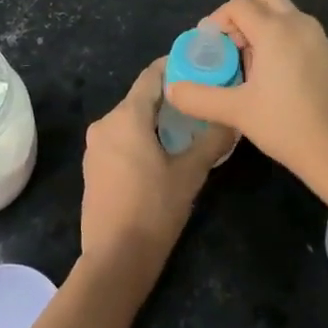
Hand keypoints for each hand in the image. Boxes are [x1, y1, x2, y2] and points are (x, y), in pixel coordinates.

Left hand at [79, 59, 232, 282]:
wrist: (115, 260)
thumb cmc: (154, 210)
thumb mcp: (190, 174)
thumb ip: (212, 141)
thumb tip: (234, 119)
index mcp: (126, 117)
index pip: (152, 76)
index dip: (175, 67)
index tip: (201, 66)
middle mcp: (105, 123)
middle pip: (141, 98)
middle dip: (170, 97)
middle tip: (202, 101)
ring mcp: (95, 146)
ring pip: (130, 120)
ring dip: (156, 119)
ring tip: (188, 127)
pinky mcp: (93, 167)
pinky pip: (120, 139)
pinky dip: (141, 137)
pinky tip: (163, 152)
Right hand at [164, 0, 327, 197]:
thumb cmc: (287, 125)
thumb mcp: (236, 111)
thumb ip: (199, 97)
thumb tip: (172, 89)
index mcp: (275, 29)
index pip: (238, 5)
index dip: (218, 20)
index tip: (209, 47)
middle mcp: (297, 23)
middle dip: (241, 17)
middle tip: (230, 49)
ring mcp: (316, 37)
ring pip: (281, 13)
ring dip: (260, 28)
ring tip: (248, 67)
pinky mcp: (327, 53)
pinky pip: (295, 30)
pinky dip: (278, 40)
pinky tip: (271, 78)